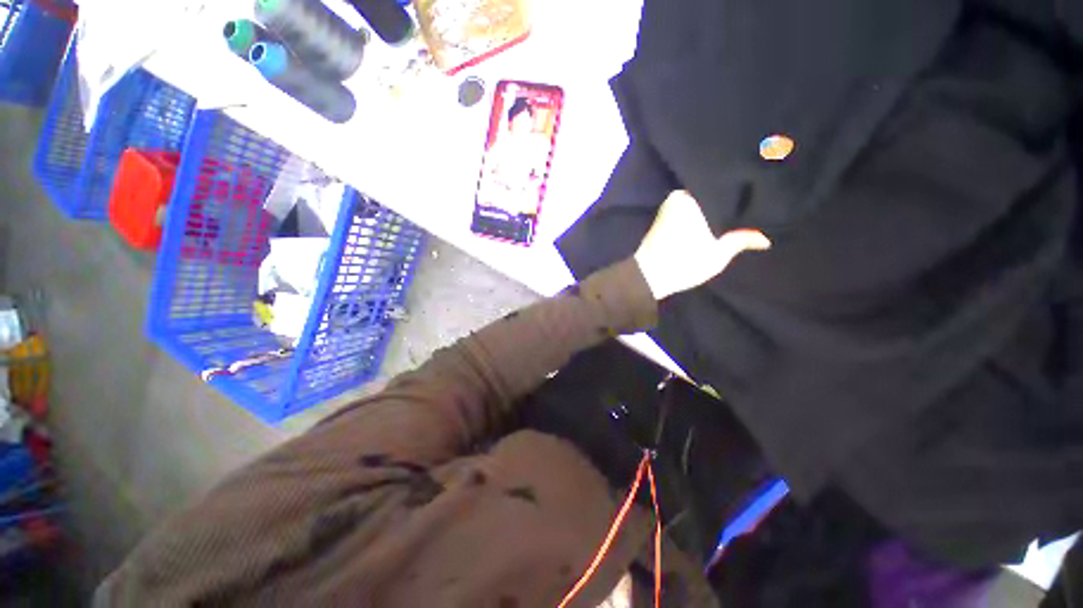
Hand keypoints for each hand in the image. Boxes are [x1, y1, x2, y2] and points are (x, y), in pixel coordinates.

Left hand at [634, 191, 770, 299]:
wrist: (648, 276)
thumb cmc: (683, 264)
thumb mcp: (717, 255)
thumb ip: (740, 240)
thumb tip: (765, 239)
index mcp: (694, 199)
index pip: (722, 189)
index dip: (739, 195)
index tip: (755, 197)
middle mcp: (680, 196)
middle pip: (709, 194)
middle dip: (725, 201)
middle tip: (750, 204)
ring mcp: (669, 205)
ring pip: (698, 201)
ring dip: (711, 207)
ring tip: (736, 210)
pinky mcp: (662, 216)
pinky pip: (686, 208)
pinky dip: (698, 213)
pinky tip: (712, 219)